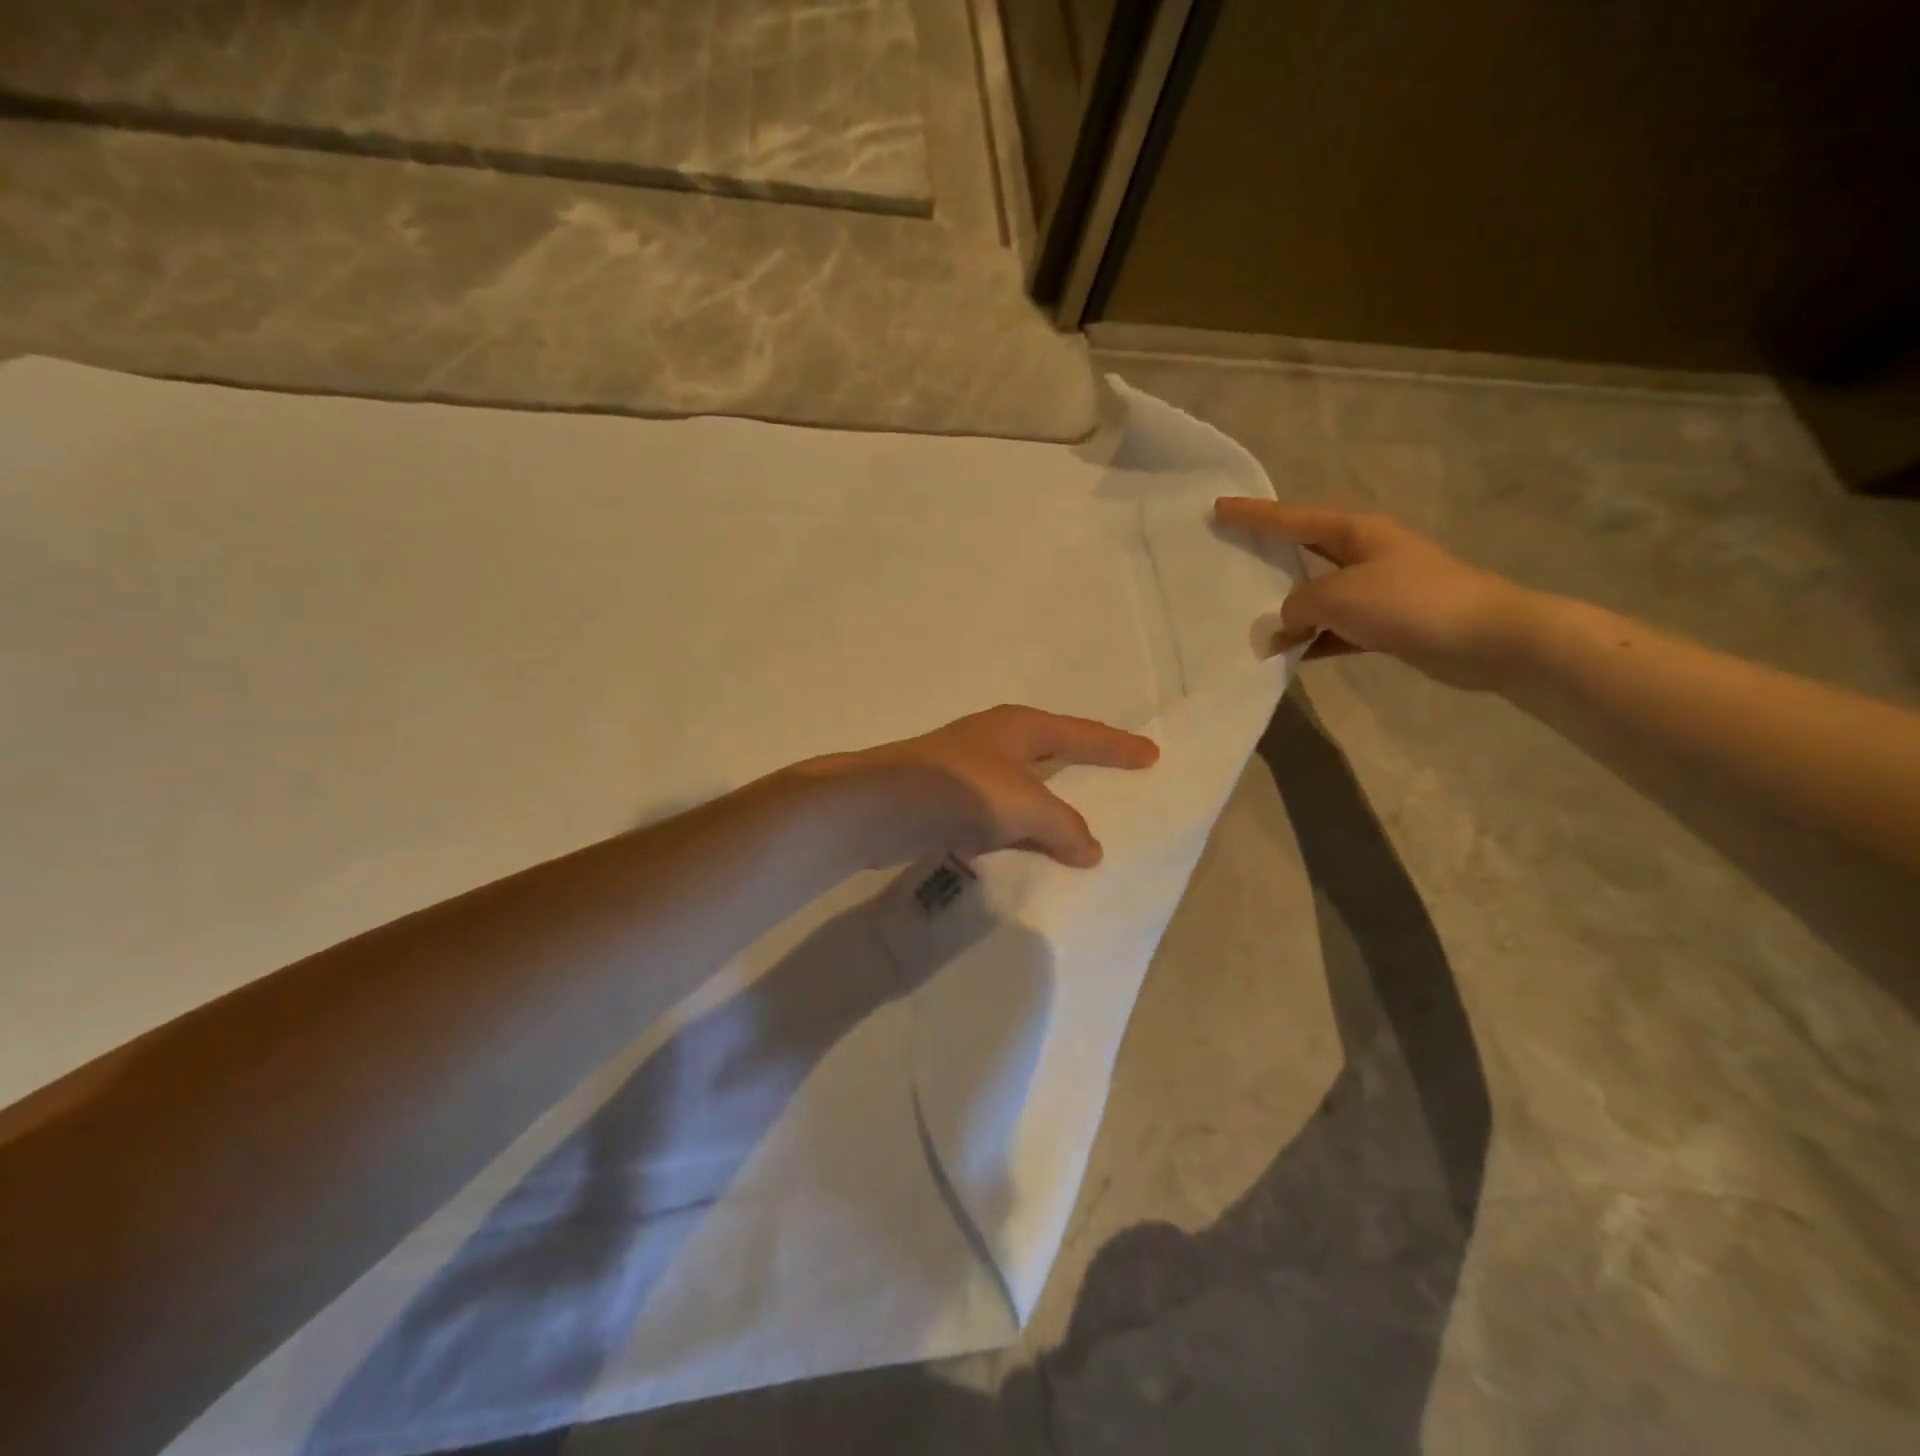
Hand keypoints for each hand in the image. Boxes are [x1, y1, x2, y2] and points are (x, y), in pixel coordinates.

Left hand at [797, 705, 1159, 869]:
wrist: (880, 806)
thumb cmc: (962, 789)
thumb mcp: (1025, 805)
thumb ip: (1064, 826)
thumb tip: (1091, 850)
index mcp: (1020, 727)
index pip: (1081, 735)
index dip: (1116, 747)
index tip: (1151, 755)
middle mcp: (996, 741)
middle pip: (1053, 753)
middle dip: (1083, 767)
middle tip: (1118, 781)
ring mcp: (969, 770)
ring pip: (1024, 788)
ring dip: (1049, 806)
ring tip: (1081, 827)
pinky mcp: (948, 801)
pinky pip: (1001, 815)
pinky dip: (1020, 830)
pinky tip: (1030, 850)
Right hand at [1214, 499, 1540, 690]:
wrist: (1487, 638)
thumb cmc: (1409, 602)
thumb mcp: (1339, 597)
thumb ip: (1299, 606)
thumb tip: (1285, 624)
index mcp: (1355, 532)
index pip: (1292, 519)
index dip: (1253, 515)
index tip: (1218, 508)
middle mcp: (1366, 554)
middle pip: (1305, 551)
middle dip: (1269, 557)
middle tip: (1231, 559)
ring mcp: (1379, 590)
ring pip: (1319, 596)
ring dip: (1290, 612)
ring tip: (1252, 625)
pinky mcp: (1389, 624)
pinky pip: (1337, 630)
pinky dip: (1315, 641)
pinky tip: (1291, 657)